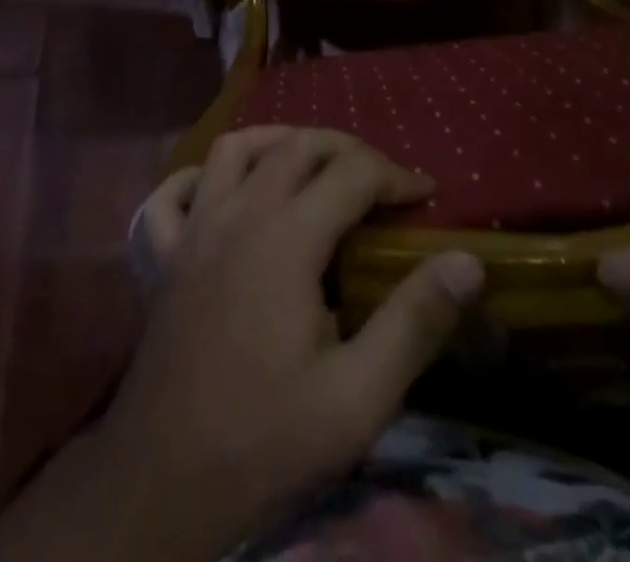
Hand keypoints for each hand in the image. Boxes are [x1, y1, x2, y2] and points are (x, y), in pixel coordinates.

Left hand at [93, 128, 484, 559]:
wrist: (161, 485)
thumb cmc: (264, 440)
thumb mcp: (357, 399)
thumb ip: (415, 323)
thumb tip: (467, 262)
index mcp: (286, 238)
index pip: (353, 173)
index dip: (397, 176)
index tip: (427, 196)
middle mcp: (238, 214)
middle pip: (298, 146)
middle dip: (347, 151)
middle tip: (381, 182)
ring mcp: (193, 230)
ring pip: (235, 149)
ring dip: (278, 143)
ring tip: (312, 167)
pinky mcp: (163, 256)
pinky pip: (173, 193)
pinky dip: (200, 179)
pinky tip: (223, 194)